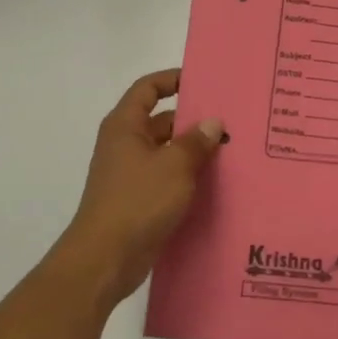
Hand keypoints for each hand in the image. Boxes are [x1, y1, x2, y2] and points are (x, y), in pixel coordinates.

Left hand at [64, 69, 224, 311]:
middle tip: (231, 121)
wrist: (105, 259)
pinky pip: (168, 178)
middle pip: (161, 120)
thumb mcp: (174, 166)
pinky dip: (188, 177)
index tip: (203, 81)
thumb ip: (196, 141)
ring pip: (167, 152)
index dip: (172, 79)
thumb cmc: (137, 202)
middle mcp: (125, 145)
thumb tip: (213, 123)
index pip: (147, 89)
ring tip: (232, 150)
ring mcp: (131, 174)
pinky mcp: (139, 200)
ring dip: (194, 151)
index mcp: (125, 126)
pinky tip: (217, 183)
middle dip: (193, 120)